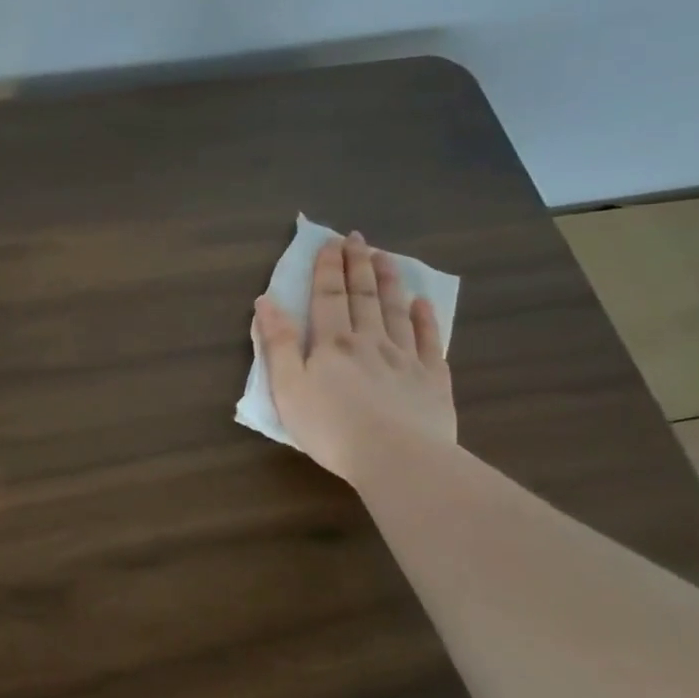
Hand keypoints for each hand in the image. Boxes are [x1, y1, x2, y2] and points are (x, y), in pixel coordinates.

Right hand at [254, 232, 455, 485]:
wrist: (398, 459)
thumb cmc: (331, 428)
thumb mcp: (288, 388)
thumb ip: (278, 344)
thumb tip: (266, 302)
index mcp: (332, 344)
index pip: (328, 297)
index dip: (327, 268)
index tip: (329, 242)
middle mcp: (370, 342)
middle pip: (363, 296)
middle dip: (357, 265)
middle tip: (357, 238)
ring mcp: (405, 359)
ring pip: (396, 311)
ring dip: (390, 282)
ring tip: (386, 257)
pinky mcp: (433, 380)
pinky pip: (430, 341)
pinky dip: (426, 319)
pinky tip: (423, 304)